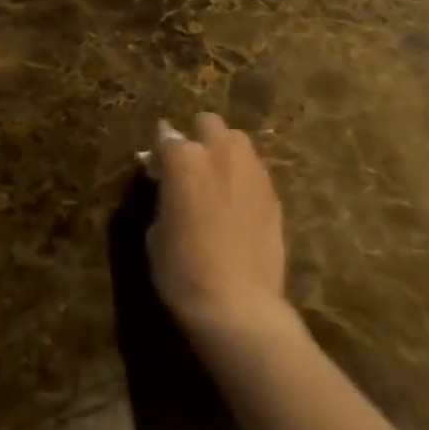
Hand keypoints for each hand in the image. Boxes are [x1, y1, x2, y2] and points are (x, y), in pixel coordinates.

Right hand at [146, 114, 289, 343]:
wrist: (238, 306)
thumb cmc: (182, 270)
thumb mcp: (156, 230)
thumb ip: (162, 195)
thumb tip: (165, 182)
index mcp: (184, 158)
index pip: (165, 136)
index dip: (158, 153)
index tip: (154, 171)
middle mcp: (220, 153)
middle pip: (208, 123)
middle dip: (197, 137)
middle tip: (189, 167)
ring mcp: (253, 172)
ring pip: (237, 142)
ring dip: (224, 153)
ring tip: (216, 183)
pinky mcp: (274, 196)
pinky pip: (255, 173)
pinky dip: (243, 180)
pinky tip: (237, 207)